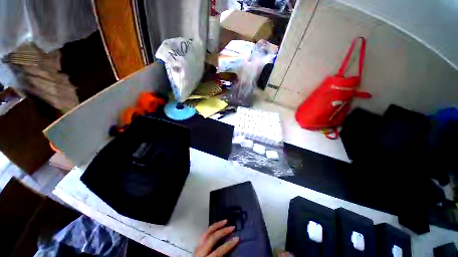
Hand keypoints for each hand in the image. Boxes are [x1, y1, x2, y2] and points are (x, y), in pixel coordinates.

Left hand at [194, 220, 239, 256]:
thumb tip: (231, 253)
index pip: (219, 251)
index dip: (229, 244)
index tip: (237, 239)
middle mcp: (200, 252)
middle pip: (212, 238)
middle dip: (223, 231)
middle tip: (232, 227)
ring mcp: (197, 248)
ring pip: (206, 232)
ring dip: (216, 226)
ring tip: (224, 221)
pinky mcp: (196, 246)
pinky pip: (204, 234)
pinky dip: (211, 229)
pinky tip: (216, 227)